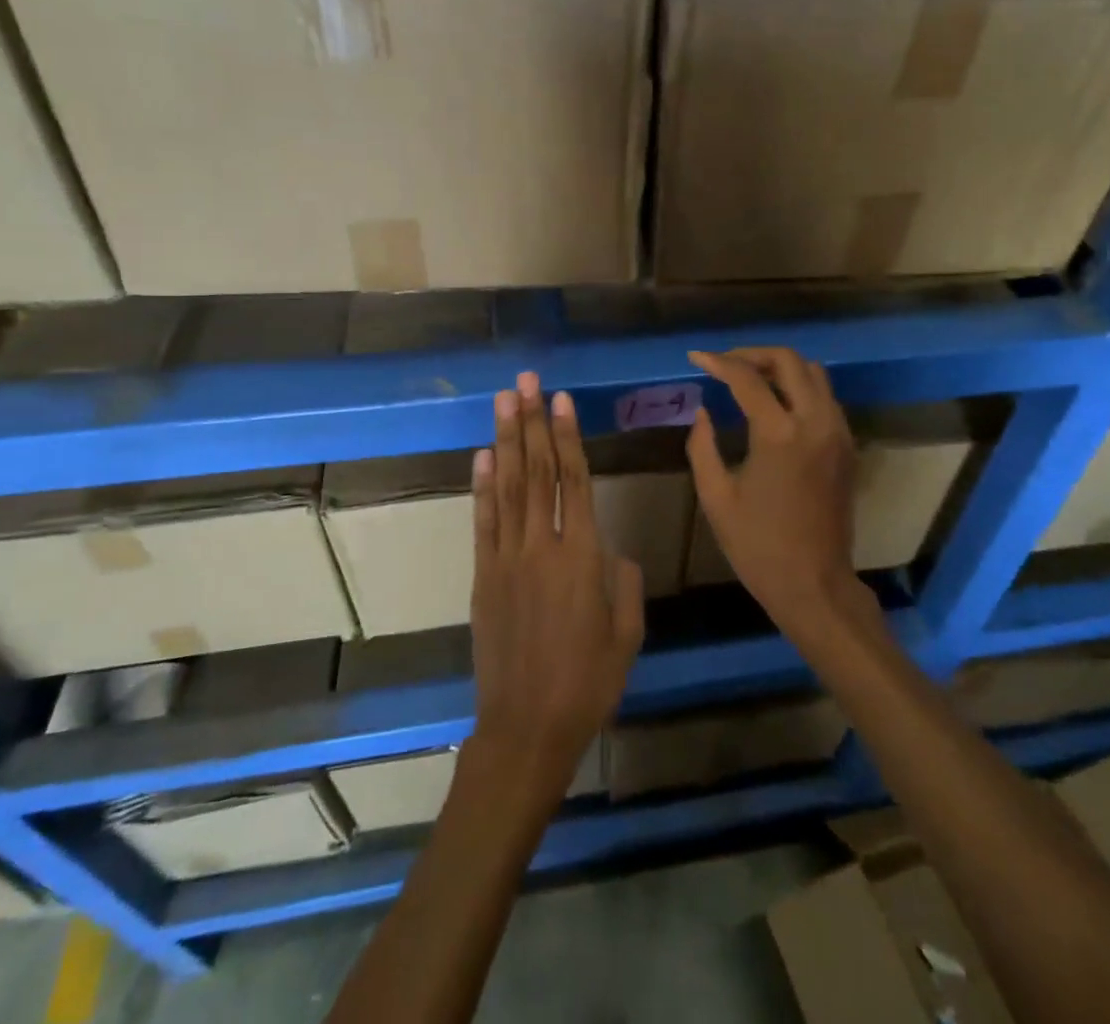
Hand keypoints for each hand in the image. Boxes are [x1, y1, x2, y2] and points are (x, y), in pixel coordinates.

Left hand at [468, 372, 644, 799]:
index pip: (574, 480)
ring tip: (503, 401)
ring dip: (505, 440)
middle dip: (531, 422)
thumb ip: (624, 582)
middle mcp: (542, 546)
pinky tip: (481, 456)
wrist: (527, 728)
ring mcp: (506, 559)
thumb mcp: (627, 634)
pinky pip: (482, 522)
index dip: (566, 436)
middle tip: (525, 381)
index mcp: (583, 557)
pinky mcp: (483, 576)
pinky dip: (481, 486)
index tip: (560, 399)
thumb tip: (612, 552)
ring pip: (507, 487)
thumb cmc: (589, 683)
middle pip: (536, 472)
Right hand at [687, 348, 860, 633]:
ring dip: (781, 368)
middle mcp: (815, 422)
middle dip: (753, 354)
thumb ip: (702, 447)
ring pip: (814, 374)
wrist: (814, 584)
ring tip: (750, 380)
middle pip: (789, 361)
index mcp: (779, 434)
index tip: (696, 358)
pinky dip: (800, 388)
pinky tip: (777, 406)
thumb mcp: (716, 498)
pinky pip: (826, 397)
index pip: (747, 378)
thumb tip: (703, 412)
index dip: (718, 363)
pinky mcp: (847, 446)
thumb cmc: (758, 546)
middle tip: (726, 364)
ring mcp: (837, 432)